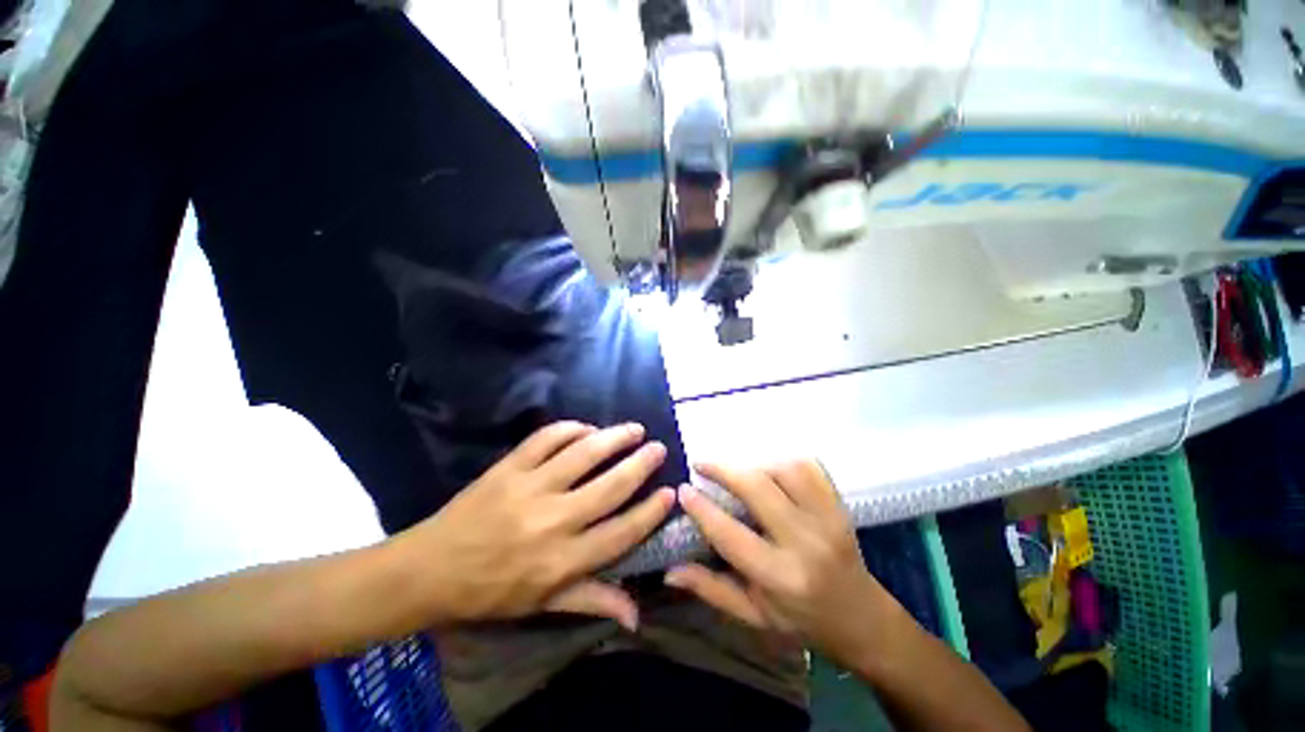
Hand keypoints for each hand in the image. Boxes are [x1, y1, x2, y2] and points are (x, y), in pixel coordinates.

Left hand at [397, 421, 674, 630]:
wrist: (430, 569)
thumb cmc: (491, 592)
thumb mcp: (543, 605)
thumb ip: (591, 601)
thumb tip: (637, 614)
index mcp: (562, 560)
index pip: (622, 532)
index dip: (651, 511)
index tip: (670, 493)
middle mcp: (553, 521)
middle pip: (610, 486)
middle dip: (641, 464)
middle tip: (659, 448)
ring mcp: (530, 488)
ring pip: (584, 454)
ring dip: (614, 438)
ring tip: (634, 429)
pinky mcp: (509, 467)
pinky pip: (546, 438)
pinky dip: (571, 428)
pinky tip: (587, 428)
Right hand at [666, 460, 897, 665]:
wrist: (862, 618)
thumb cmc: (802, 621)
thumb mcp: (753, 616)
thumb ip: (711, 589)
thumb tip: (669, 571)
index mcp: (781, 578)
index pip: (731, 534)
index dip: (702, 509)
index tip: (683, 489)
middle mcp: (805, 543)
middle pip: (758, 489)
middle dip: (724, 471)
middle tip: (701, 464)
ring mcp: (827, 519)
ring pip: (785, 471)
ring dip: (755, 465)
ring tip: (738, 472)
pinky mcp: (839, 505)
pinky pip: (811, 468)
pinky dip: (785, 461)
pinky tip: (770, 469)